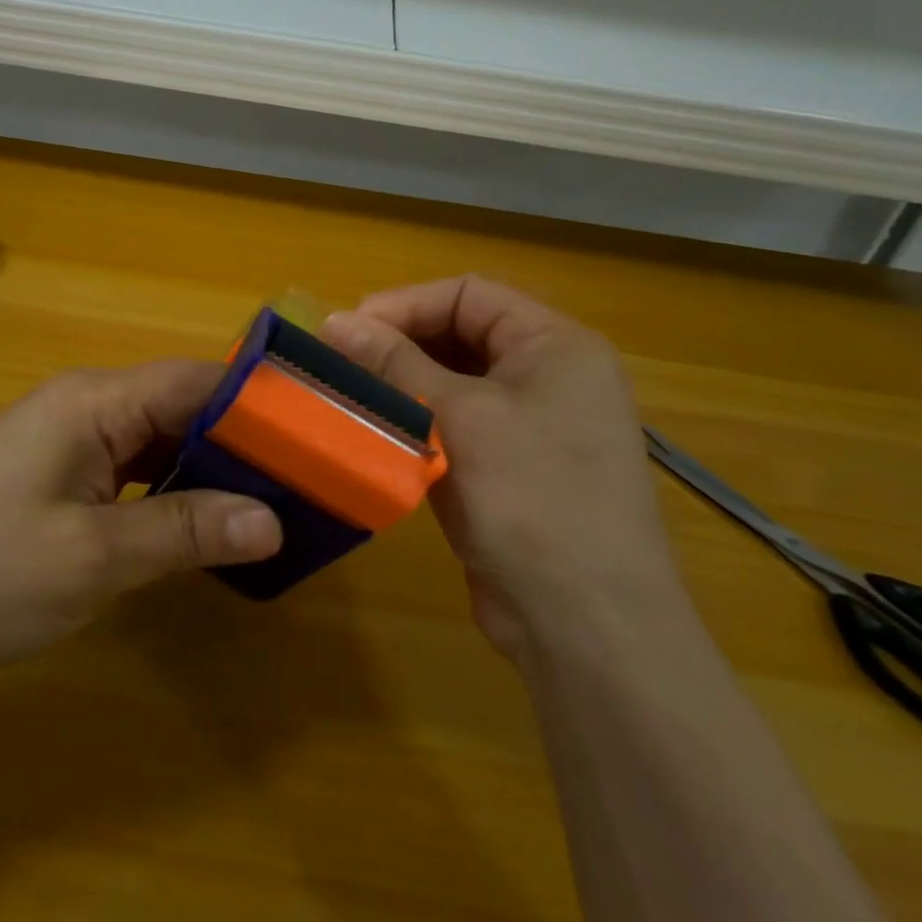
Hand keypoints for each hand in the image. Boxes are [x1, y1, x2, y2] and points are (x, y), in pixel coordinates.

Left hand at [0, 361, 282, 689]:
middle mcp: (86, 406)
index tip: (318, 437)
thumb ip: (184, 530)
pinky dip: (171, 490)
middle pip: (181, 407)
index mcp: (96, 401)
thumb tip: (272, 520)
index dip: (259, 406)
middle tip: (306, 482)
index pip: (197, 381)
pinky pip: (131, 469)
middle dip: (241, 442)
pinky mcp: (55, 476)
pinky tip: (202, 524)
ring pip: (158, 440)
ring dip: (208, 469)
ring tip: (271, 503)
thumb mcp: (91, 557)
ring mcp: (67, 441)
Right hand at [323, 276, 679, 660]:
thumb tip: (335, 320)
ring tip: (350, 396)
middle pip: (462, 334)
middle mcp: (551, 375)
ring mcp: (534, 424)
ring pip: (455, 382)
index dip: (405, 304)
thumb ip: (394, 363)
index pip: (469, 294)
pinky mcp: (513, 468)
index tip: (347, 330)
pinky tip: (379, 434)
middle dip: (400, 344)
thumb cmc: (529, 500)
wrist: (587, 626)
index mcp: (556, 344)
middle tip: (340, 363)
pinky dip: (418, 422)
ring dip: (403, 385)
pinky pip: (458, 424)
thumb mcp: (457, 418)